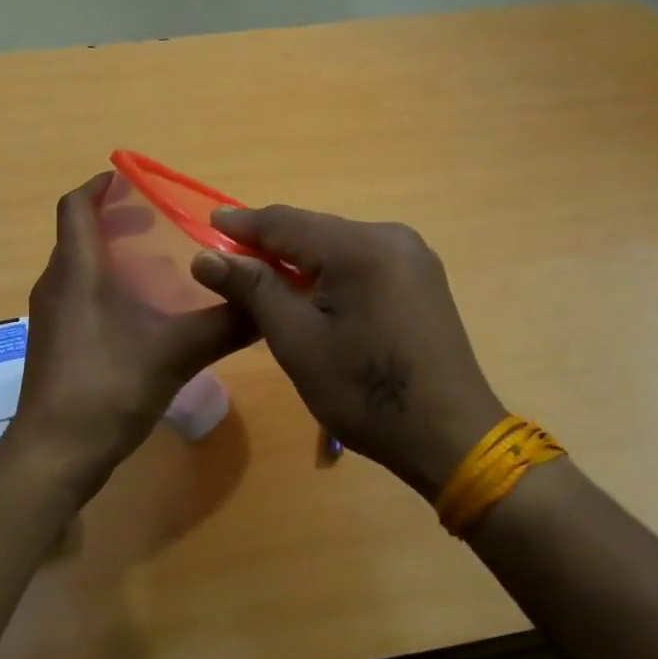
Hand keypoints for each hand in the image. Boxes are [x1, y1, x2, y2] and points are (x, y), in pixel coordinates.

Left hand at [1, 174, 254, 503]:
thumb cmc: (107, 388)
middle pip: (80, 233)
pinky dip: (107, 284)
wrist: (54, 455)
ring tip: (159, 263)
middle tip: (161, 221)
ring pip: (80, 266)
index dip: (100, 186)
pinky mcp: (56, 342)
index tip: (133, 179)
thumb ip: (224, 324)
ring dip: (113, 253)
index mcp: (77, 270)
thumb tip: (269, 303)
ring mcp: (52, 316)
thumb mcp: (175, 353)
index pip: (76, 206)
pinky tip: (142, 311)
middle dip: (117, 219)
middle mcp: (57, 284)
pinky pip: (79, 293)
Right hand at [191, 206, 504, 497]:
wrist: (451, 436)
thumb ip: (253, 289)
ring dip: (300, 257)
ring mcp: (412, 255)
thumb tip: (206, 257)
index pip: (285, 222)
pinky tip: (312, 290)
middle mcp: (390, 236)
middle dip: (270, 243)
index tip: (208, 225)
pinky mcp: (422, 276)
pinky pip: (362, 259)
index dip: (242, 224)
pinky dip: (330, 270)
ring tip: (263, 275)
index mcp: (359, 247)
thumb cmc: (365, 393)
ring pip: (337, 244)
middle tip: (229, 258)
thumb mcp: (297, 341)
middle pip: (313, 229)